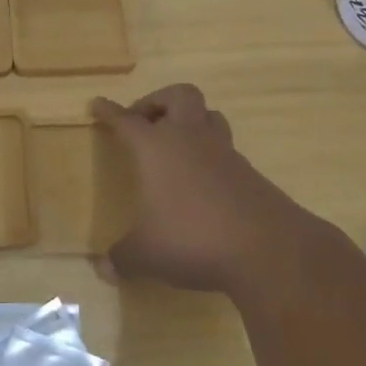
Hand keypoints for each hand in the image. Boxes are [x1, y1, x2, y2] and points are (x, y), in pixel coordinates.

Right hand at [91, 83, 319, 295]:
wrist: (267, 248)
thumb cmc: (193, 238)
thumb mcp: (147, 254)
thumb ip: (122, 258)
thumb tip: (103, 269)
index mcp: (157, 147)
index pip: (127, 120)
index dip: (110, 111)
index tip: (98, 104)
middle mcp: (190, 139)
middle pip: (179, 95)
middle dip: (159, 100)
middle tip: (145, 120)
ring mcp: (224, 153)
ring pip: (209, 116)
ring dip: (191, 121)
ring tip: (177, 143)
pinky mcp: (250, 173)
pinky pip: (226, 149)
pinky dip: (211, 155)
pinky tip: (204, 181)